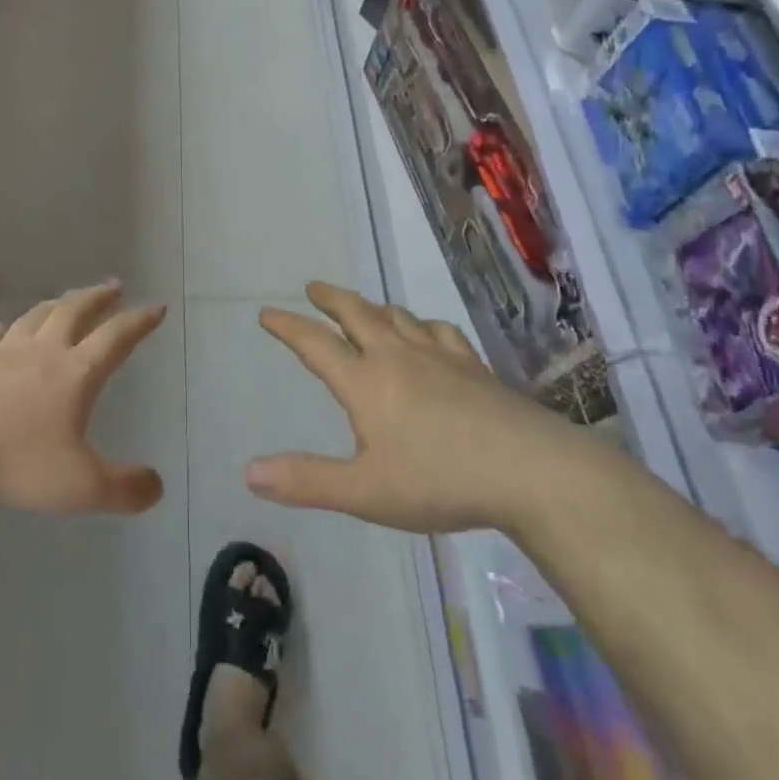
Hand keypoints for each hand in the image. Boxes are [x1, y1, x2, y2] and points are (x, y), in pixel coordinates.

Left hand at [0, 282, 167, 515]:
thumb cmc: (13, 463)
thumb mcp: (79, 487)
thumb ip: (123, 489)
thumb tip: (157, 486)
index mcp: (74, 373)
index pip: (116, 338)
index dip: (139, 322)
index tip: (156, 306)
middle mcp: (41, 352)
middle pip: (75, 312)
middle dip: (97, 297)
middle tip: (113, 286)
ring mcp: (0, 353)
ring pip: (35, 317)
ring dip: (56, 305)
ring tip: (66, 301)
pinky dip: (3, 328)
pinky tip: (0, 329)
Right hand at [246, 282, 584, 533]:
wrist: (529, 469)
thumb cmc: (439, 480)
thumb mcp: (365, 491)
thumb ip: (307, 481)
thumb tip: (249, 473)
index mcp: (364, 382)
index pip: (315, 344)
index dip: (287, 326)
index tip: (267, 312)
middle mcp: (396, 356)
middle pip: (356, 313)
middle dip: (330, 298)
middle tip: (314, 288)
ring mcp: (438, 356)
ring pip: (397, 316)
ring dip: (373, 307)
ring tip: (365, 308)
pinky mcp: (473, 365)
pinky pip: (439, 330)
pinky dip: (422, 324)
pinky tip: (427, 332)